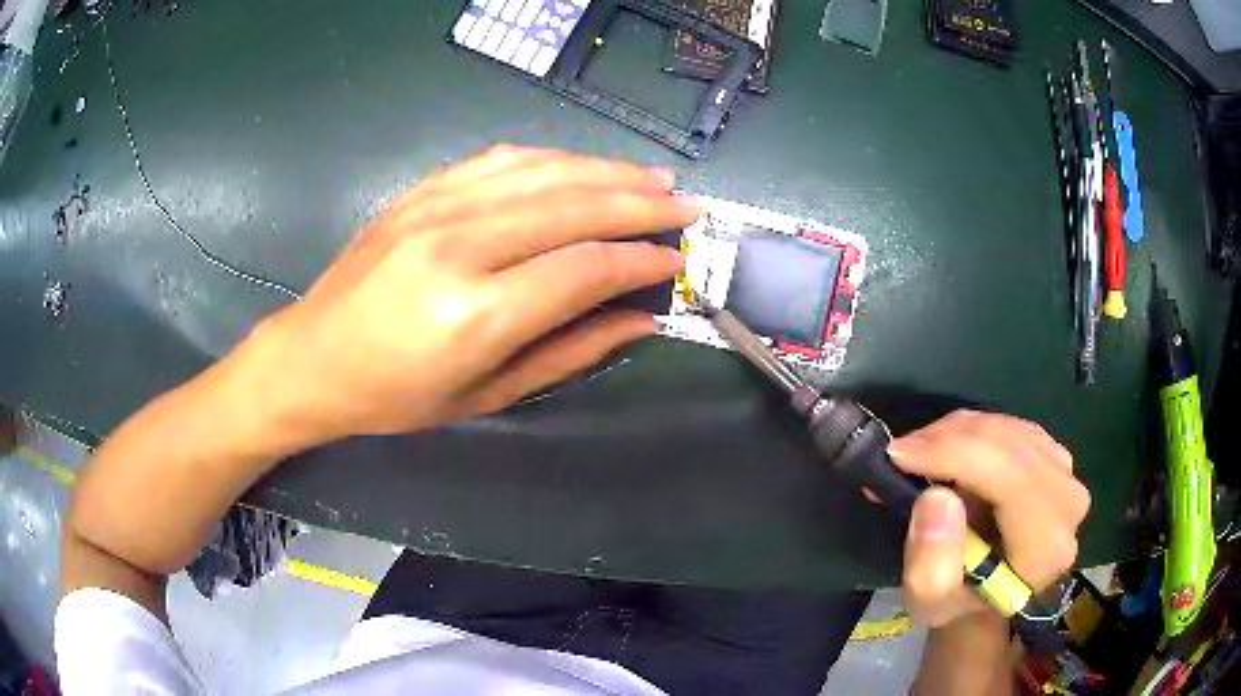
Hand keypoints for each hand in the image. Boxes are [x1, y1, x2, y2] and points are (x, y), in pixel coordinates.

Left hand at [240, 145, 698, 447]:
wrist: (313, 357)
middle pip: (573, 207)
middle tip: (687, 205)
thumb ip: (569, 353)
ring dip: (606, 171)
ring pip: (543, 172)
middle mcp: (459, 246)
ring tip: (652, 178)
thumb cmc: (396, 397)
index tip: (677, 260)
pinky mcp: (421, 191)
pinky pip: (501, 160)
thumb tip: (639, 321)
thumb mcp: (486, 396)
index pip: (585, 268)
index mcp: (476, 313)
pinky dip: (553, 160)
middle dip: (640, 204)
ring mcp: (435, 208)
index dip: (640, 261)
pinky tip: (583, 166)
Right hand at [888, 410, 1090, 626]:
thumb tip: (936, 497)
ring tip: (918, 456)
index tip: (901, 455)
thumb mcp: (930, 602)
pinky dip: (971, 430)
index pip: (1013, 479)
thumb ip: (932, 563)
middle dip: (949, 439)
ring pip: (1008, 428)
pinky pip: (1009, 426)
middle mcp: (1068, 501)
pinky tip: (946, 450)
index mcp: (1047, 547)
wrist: (988, 596)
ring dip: (956, 433)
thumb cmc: (958, 604)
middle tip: (900, 452)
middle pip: (1011, 446)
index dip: (958, 455)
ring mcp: (1065, 472)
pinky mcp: (1054, 454)